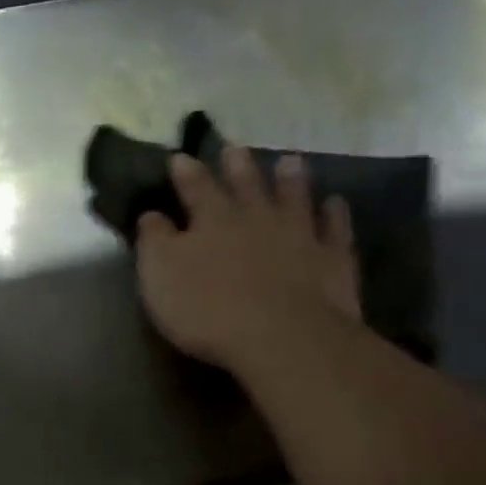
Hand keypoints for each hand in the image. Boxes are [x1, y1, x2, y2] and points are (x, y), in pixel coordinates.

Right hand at [135, 146, 362, 376]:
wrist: (282, 336)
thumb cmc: (209, 309)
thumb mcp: (160, 276)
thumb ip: (154, 242)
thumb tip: (150, 215)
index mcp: (211, 220)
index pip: (195, 188)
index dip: (186, 172)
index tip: (179, 157)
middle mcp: (256, 217)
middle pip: (246, 184)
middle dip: (237, 165)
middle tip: (235, 148)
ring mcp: (299, 234)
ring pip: (294, 196)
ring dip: (290, 179)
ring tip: (289, 161)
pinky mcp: (332, 258)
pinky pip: (335, 228)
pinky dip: (334, 214)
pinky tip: (335, 203)